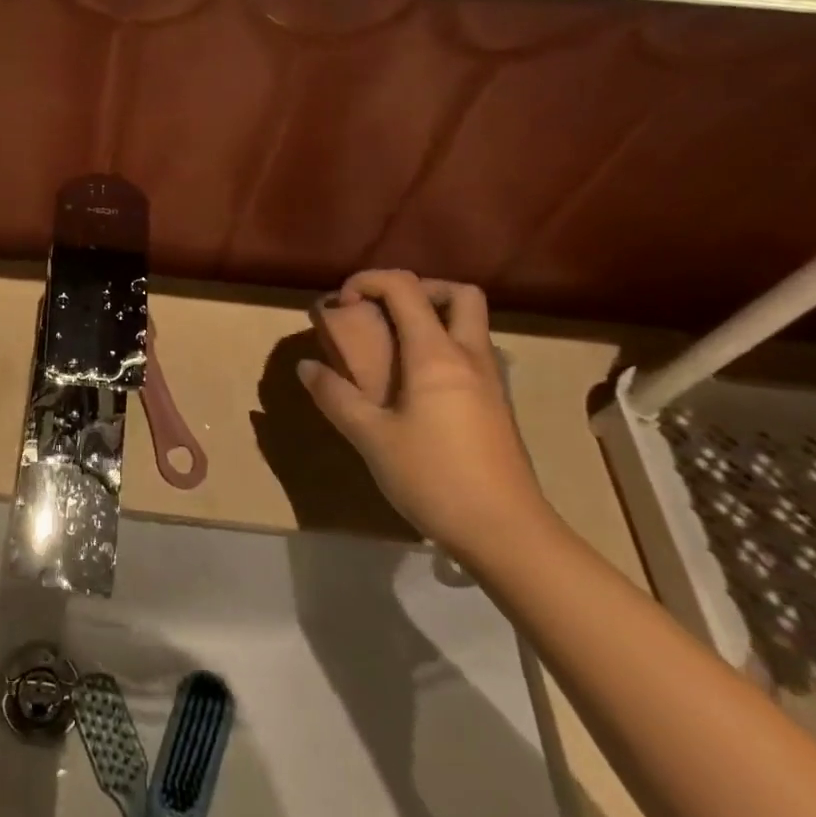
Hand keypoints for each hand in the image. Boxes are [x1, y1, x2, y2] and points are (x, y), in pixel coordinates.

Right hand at [298, 270, 555, 564]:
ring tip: (392, 348)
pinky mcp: (496, 407)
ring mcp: (490, 382)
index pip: (405, 288)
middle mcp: (470, 357)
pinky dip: (442, 349)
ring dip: (432, 319)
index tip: (342, 304)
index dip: (369, 281)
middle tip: (383, 313)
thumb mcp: (371, 438)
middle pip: (458, 295)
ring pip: (470, 325)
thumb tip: (307, 367)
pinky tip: (414, 386)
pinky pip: (471, 355)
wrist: (508, 535)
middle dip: (418, 290)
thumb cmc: (435, 478)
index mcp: (436, 355)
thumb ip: (336, 397)